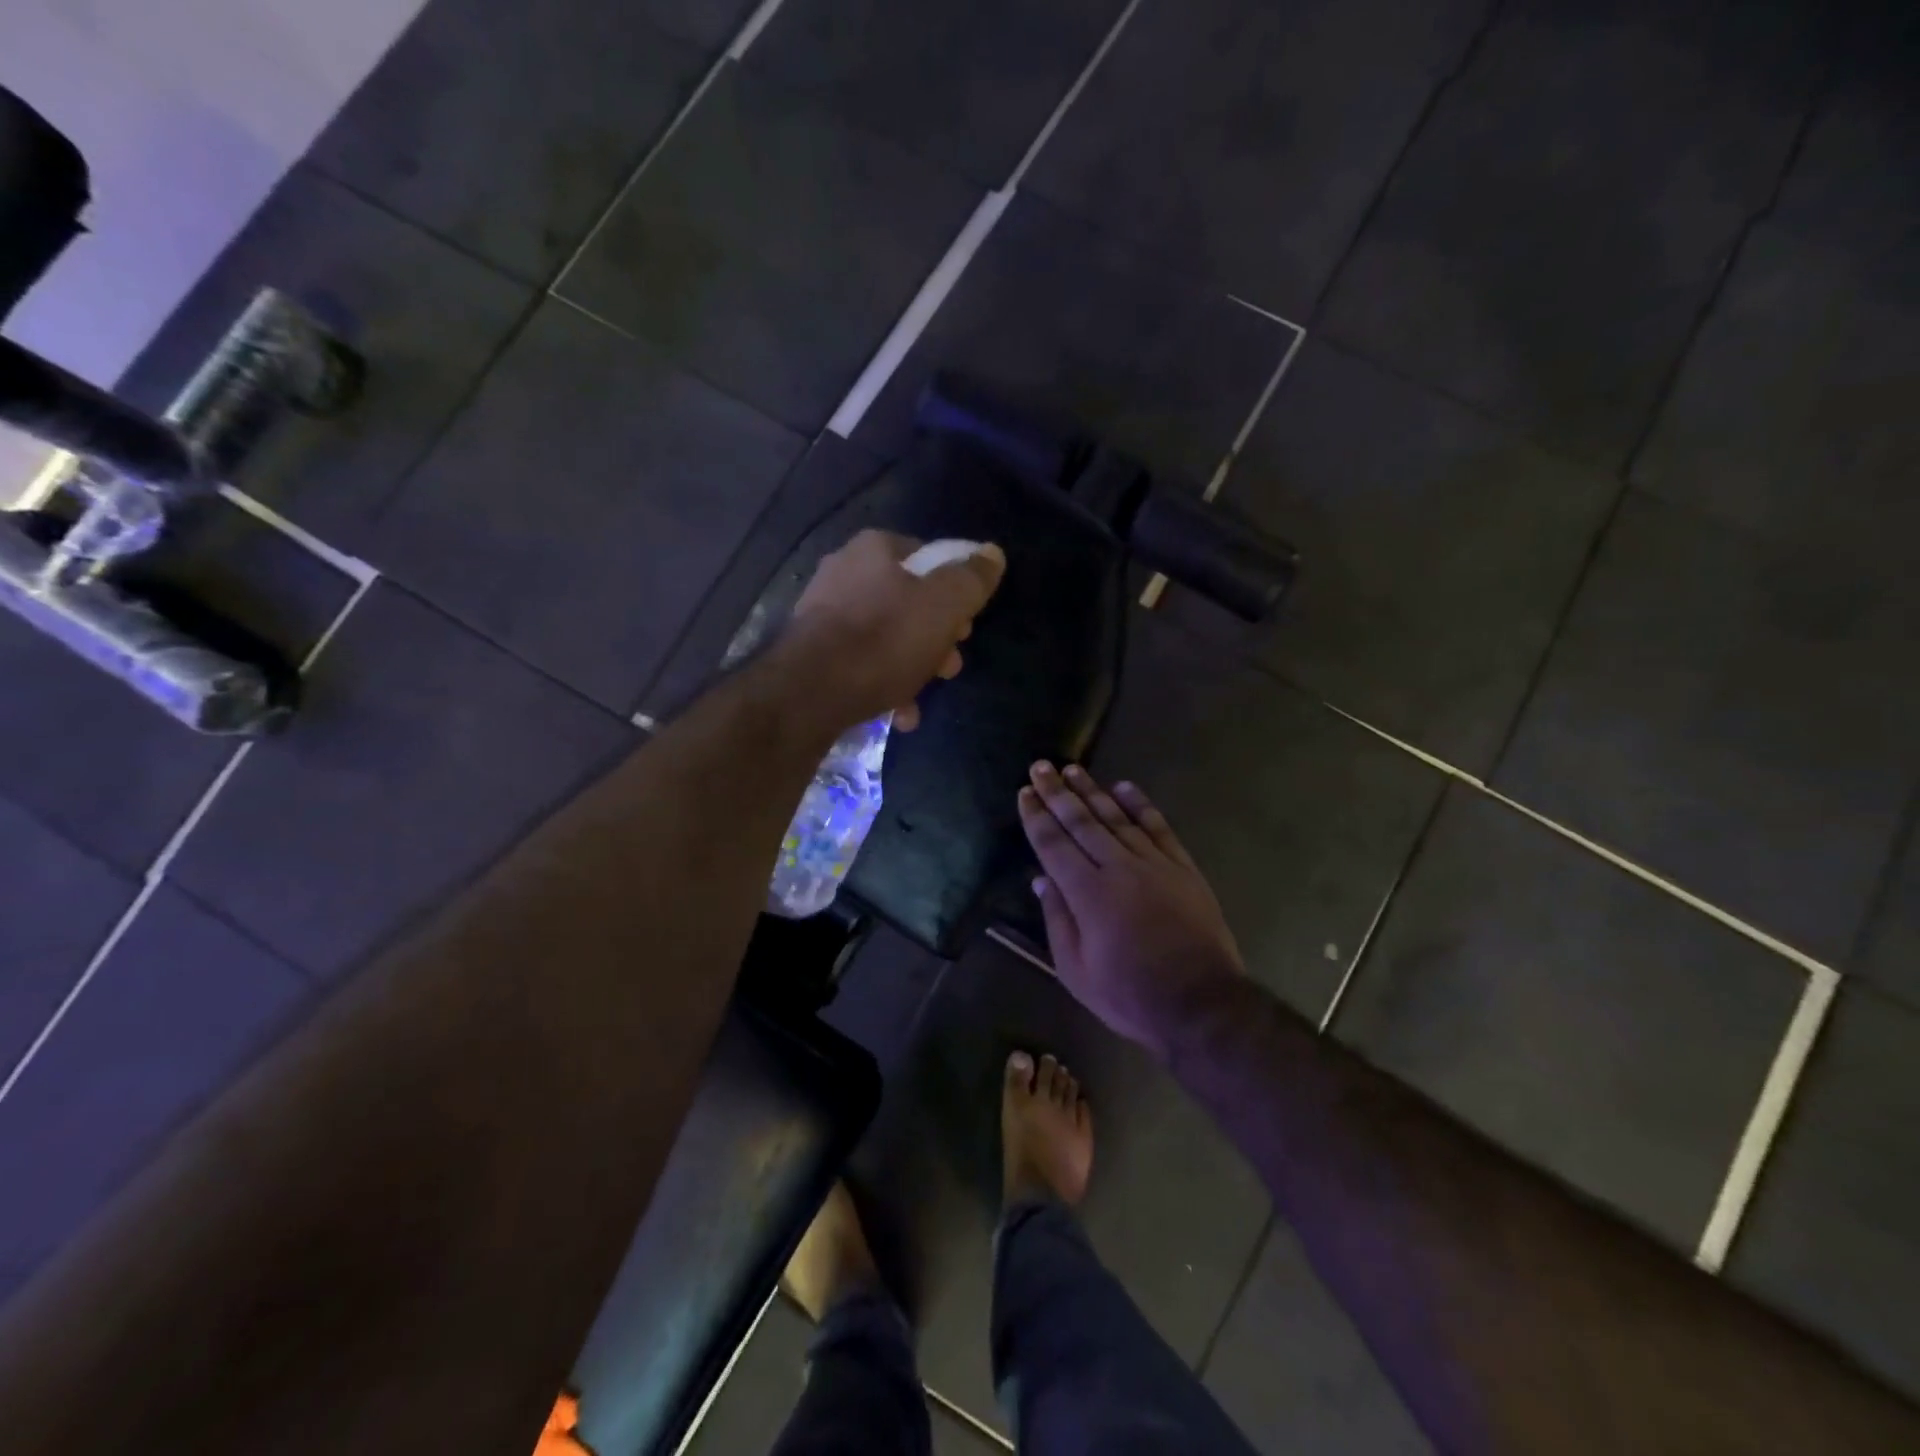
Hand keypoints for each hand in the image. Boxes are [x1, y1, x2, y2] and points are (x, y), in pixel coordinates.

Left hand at [787, 530, 1005, 732]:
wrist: (809, 692)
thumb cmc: (885, 640)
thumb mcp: (944, 606)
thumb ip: (972, 578)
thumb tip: (992, 553)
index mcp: (875, 549)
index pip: (930, 557)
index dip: (956, 592)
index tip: (967, 626)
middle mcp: (845, 571)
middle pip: (908, 600)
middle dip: (935, 636)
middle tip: (950, 666)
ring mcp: (824, 612)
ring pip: (885, 634)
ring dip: (913, 665)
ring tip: (923, 695)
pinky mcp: (812, 651)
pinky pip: (860, 661)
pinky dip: (884, 683)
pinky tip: (898, 713)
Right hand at [1018, 762, 1243, 1057]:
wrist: (1201, 1004)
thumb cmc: (1129, 995)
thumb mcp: (1076, 971)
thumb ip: (1058, 920)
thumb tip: (1041, 879)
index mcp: (1088, 894)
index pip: (1054, 844)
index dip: (1036, 817)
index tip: (1024, 793)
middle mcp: (1118, 868)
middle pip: (1081, 822)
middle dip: (1057, 793)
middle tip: (1040, 766)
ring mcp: (1154, 864)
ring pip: (1116, 818)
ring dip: (1092, 791)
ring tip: (1073, 769)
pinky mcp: (1182, 868)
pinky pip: (1158, 827)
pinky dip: (1141, 805)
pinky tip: (1124, 787)